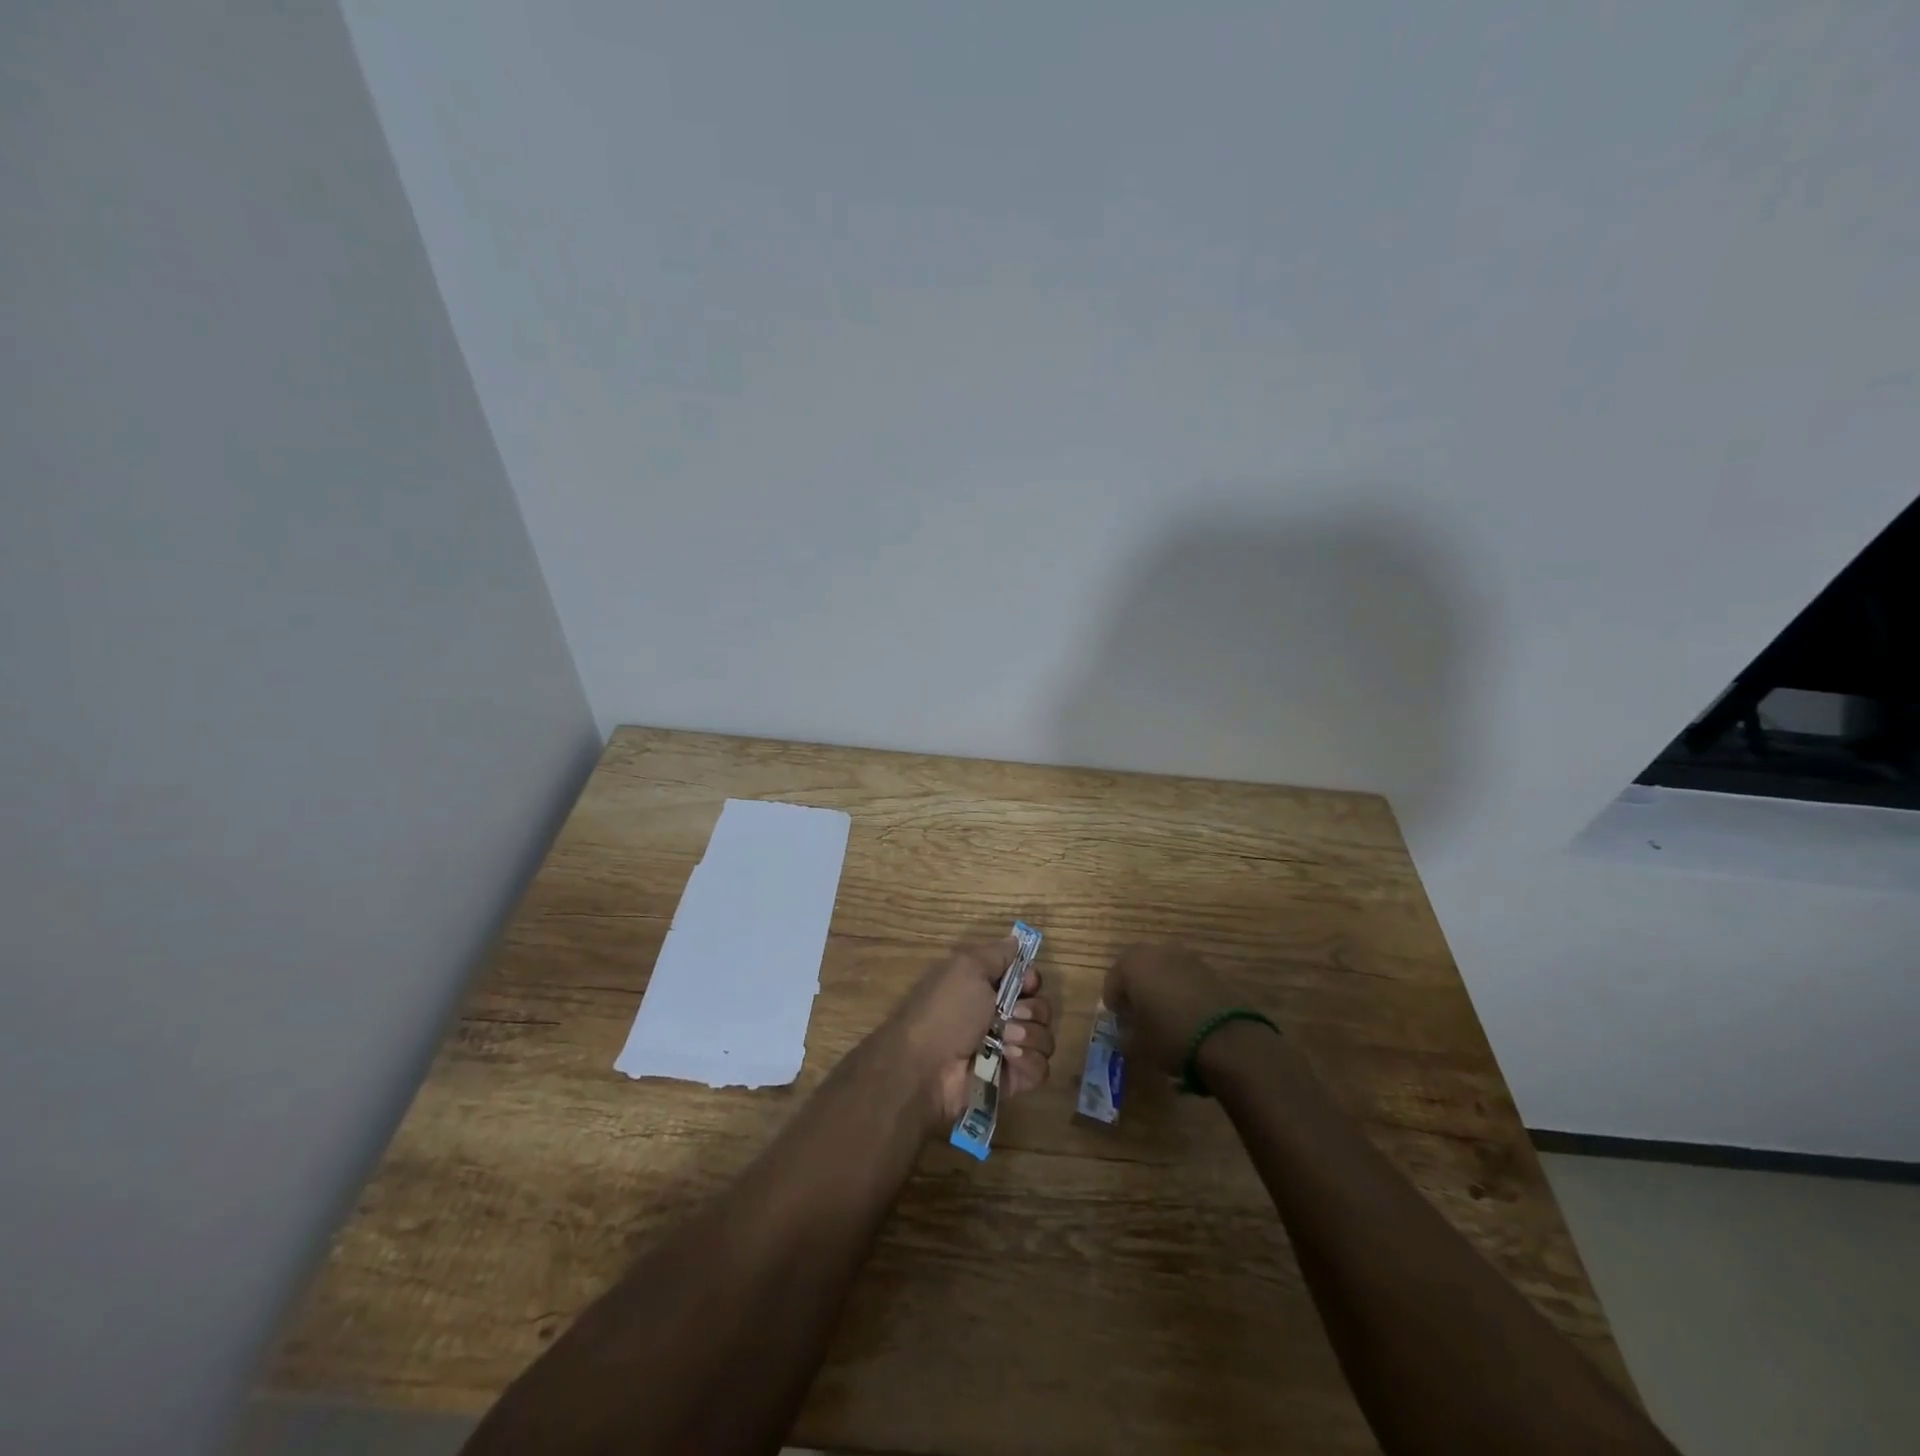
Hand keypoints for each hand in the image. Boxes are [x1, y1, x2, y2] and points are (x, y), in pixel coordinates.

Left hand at [871, 937, 1054, 1132]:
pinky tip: (1009, 1059)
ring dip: (1029, 1036)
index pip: (1028, 981)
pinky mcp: (1012, 1080)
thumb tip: (1016, 940)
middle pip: (1041, 1008)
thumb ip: (996, 954)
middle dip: (1032, 1010)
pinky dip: (1028, 1062)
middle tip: (1011, 1015)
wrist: (926, 1067)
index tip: (1026, 984)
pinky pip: (1040, 1068)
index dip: (1031, 980)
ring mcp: (1008, 1050)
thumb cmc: (946, 1011)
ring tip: (1005, 1042)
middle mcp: (1000, 1018)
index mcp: (987, 989)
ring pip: (1045, 1038)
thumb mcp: (967, 968)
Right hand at [1103, 944, 1249, 1077]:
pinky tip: (1186, 1016)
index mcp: (1132, 963)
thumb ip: (1123, 1033)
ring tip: (1163, 1016)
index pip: (1112, 980)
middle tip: (1137, 1015)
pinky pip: (1186, 979)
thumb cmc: (1170, 1037)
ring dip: (1159, 988)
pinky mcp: (1211, 970)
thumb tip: (1125, 1029)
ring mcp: (1187, 957)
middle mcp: (1157, 951)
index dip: (1113, 1003)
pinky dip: (1181, 992)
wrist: (1228, 1040)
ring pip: (1163, 971)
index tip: (1119, 1022)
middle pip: (1138, 969)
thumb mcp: (1136, 1044)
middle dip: (1135, 989)